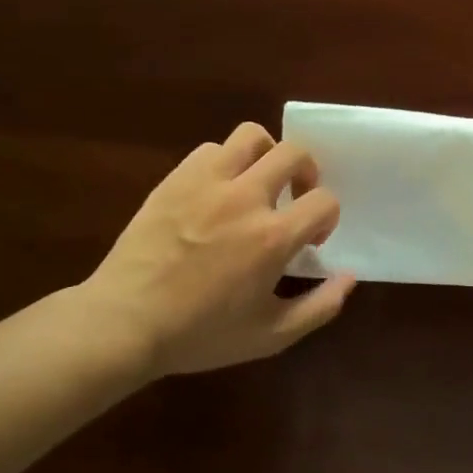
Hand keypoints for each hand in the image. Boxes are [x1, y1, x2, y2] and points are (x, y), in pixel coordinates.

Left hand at [78, 123, 355, 376]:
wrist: (123, 324)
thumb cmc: (200, 334)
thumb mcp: (271, 336)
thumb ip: (319, 307)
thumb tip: (349, 277)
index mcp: (272, 237)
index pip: (325, 201)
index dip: (327, 218)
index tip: (310, 241)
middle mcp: (245, 198)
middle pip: (294, 153)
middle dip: (306, 172)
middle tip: (294, 199)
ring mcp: (206, 183)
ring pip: (251, 137)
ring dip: (265, 155)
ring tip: (258, 183)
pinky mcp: (175, 180)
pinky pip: (211, 149)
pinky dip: (225, 163)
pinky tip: (218, 192)